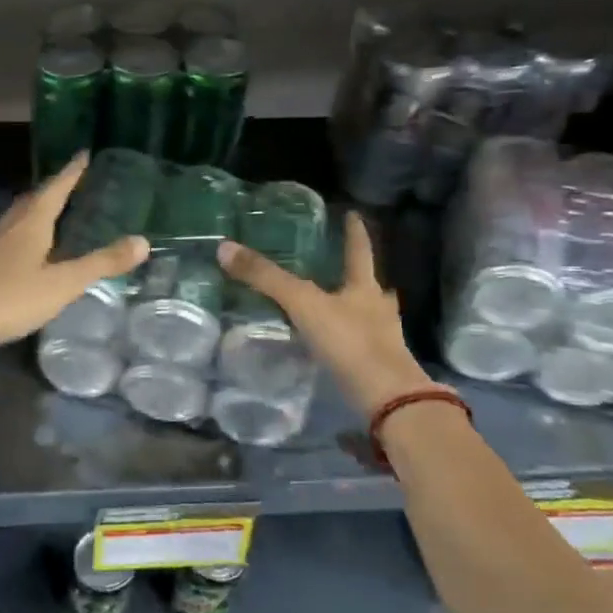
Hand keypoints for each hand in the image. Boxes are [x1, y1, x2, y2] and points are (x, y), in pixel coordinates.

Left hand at [0, 153, 148, 359]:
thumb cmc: (12, 297)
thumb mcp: (64, 283)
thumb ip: (101, 263)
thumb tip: (143, 241)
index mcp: (31, 223)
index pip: (55, 189)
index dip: (72, 172)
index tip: (85, 154)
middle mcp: (10, 227)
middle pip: (35, 199)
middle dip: (55, 188)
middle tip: (74, 181)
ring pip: (20, 217)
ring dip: (38, 208)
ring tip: (55, 209)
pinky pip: (11, 236)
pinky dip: (27, 231)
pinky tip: (30, 249)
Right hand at [217, 213, 432, 414]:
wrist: (388, 398)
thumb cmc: (350, 341)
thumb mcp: (302, 304)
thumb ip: (266, 278)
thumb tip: (225, 247)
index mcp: (364, 288)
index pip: (360, 251)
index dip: (355, 233)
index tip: (354, 215)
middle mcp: (378, 308)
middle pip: (370, 285)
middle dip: (360, 276)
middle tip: (345, 267)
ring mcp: (383, 339)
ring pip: (370, 315)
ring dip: (358, 308)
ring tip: (341, 306)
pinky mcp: (378, 367)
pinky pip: (363, 344)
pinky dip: (351, 340)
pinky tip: (339, 345)